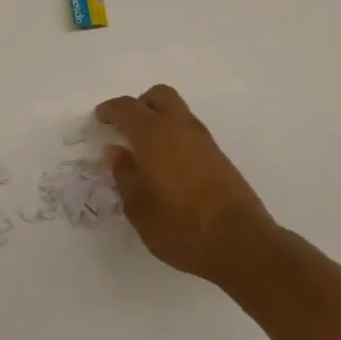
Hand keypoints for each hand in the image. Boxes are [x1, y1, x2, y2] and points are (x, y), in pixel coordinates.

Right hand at [97, 85, 275, 282]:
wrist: (240, 243)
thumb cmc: (180, 225)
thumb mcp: (139, 207)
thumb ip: (124, 174)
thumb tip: (116, 152)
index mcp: (154, 134)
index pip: (127, 108)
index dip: (110, 110)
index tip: (100, 119)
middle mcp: (179, 127)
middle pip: (158, 96)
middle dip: (140, 105)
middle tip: (126, 127)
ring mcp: (203, 140)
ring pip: (178, 112)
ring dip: (160, 120)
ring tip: (146, 150)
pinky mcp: (219, 156)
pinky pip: (190, 132)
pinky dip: (175, 137)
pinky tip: (169, 166)